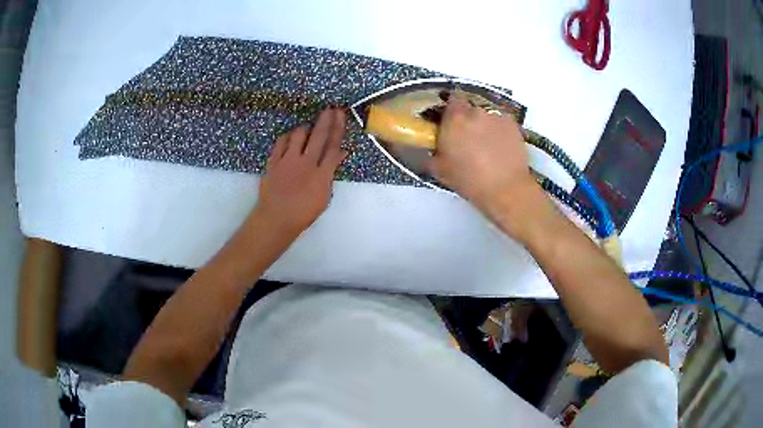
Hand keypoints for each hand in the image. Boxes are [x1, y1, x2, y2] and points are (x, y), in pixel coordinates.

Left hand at [255, 108, 347, 234]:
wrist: (277, 218)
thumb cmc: (304, 212)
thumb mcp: (325, 196)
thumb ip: (331, 173)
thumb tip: (341, 154)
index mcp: (321, 174)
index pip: (333, 146)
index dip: (338, 129)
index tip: (341, 115)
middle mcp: (306, 163)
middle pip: (318, 136)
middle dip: (326, 120)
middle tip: (330, 108)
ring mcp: (288, 160)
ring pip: (298, 135)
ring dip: (305, 128)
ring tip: (308, 127)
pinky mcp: (273, 161)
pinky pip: (281, 142)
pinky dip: (287, 137)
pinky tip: (290, 137)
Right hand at [426, 96, 542, 232]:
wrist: (505, 189)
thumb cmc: (468, 180)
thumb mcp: (440, 170)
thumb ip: (432, 153)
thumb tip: (430, 149)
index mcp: (454, 119)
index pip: (452, 98)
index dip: (452, 107)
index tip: (451, 119)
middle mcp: (475, 111)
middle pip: (470, 106)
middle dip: (468, 116)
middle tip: (468, 134)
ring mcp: (497, 116)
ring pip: (487, 114)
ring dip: (485, 123)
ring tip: (487, 142)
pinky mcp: (513, 124)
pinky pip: (502, 121)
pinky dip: (500, 129)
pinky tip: (501, 145)